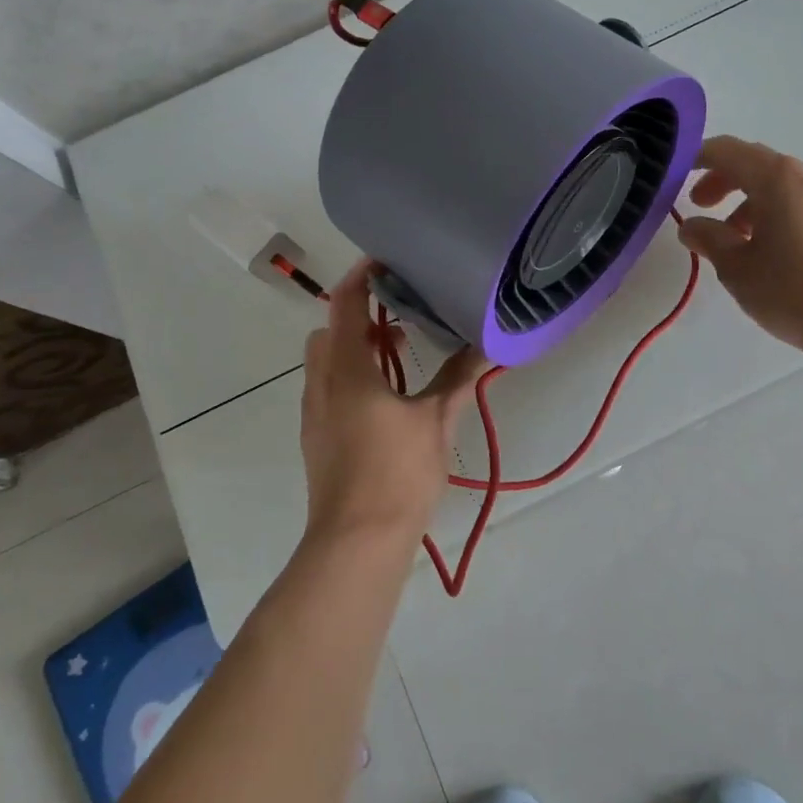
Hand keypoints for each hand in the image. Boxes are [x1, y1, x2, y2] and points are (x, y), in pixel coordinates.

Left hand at [299, 260, 484, 542]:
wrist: (356, 542)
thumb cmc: (397, 472)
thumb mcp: (435, 420)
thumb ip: (457, 378)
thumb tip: (488, 346)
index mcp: (347, 369)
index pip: (344, 304)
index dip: (360, 277)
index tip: (383, 260)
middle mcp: (321, 383)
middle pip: (328, 331)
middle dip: (356, 317)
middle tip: (396, 319)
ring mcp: (314, 413)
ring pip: (324, 363)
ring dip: (352, 349)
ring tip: (395, 359)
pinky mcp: (315, 438)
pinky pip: (326, 389)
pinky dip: (348, 377)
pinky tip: (383, 401)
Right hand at [679, 135, 802, 370]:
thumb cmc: (793, 289)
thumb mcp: (736, 267)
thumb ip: (708, 239)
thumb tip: (691, 226)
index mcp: (774, 178)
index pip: (726, 150)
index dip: (696, 159)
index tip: (674, 176)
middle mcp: (800, 178)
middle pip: (750, 163)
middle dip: (719, 180)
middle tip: (698, 205)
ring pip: (770, 185)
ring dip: (741, 201)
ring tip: (725, 237)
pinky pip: (788, 204)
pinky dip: (764, 214)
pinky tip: (756, 251)